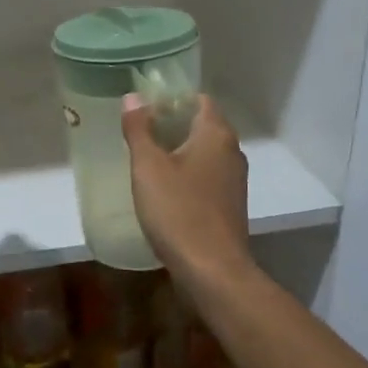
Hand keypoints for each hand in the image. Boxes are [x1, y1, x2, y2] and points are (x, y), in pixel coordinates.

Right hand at [122, 94, 251, 284]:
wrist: (212, 270)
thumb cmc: (178, 211)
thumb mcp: (148, 167)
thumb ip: (139, 129)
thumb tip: (133, 97)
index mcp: (216, 134)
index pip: (199, 99)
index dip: (172, 98)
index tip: (145, 107)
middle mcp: (232, 152)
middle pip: (202, 125)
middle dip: (172, 124)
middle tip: (139, 131)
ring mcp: (234, 180)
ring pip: (204, 153)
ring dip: (179, 151)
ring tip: (146, 158)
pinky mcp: (230, 205)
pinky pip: (206, 177)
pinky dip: (187, 174)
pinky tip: (164, 189)